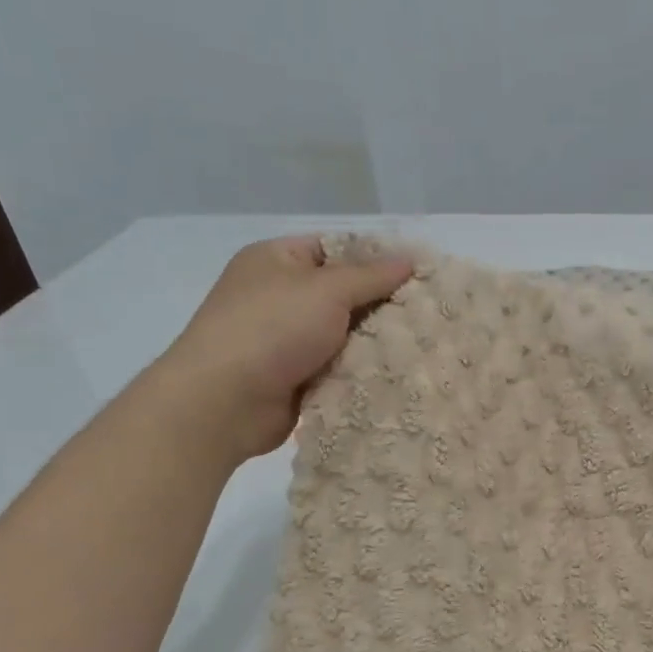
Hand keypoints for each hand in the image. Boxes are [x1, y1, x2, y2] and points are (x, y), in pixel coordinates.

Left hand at [157, 235, 413, 459]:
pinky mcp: (295, 378)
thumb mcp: (327, 289)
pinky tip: (397, 372)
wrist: (224, 402)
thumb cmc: (272, 328)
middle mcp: (279, 296)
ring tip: (422, 344)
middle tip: (427, 312)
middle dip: (381, 304)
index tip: (418, 274)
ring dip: (374, 342)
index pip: (335, 249)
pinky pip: (337, 367)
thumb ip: (372, 276)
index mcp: (276, 260)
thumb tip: (410, 259)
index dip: (375, 259)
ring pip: (343, 334)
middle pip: (343, 293)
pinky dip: (360, 370)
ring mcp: (285, 340)